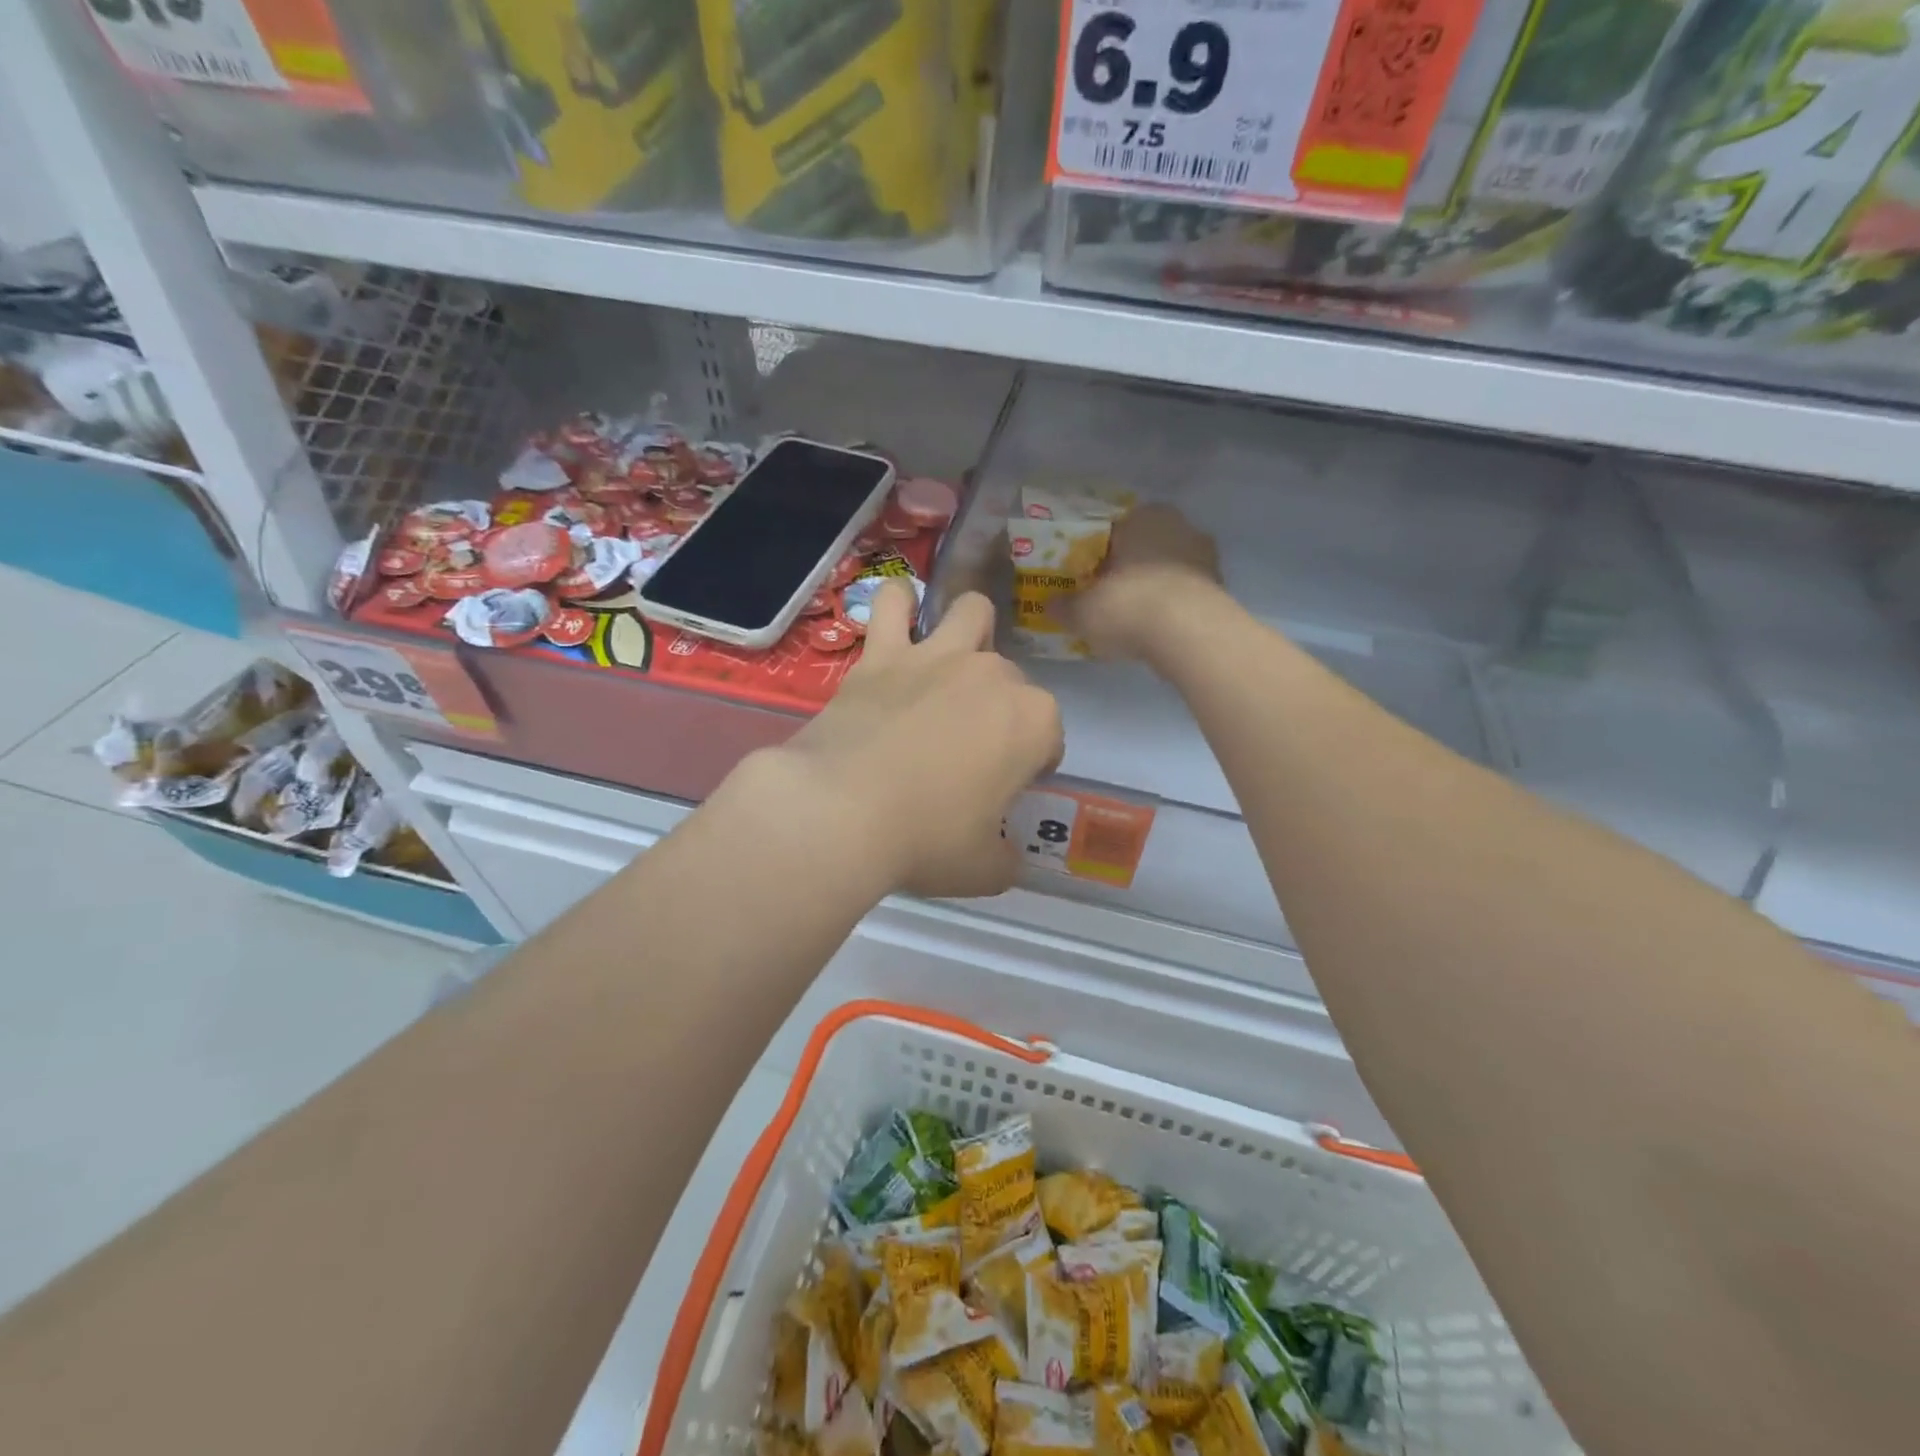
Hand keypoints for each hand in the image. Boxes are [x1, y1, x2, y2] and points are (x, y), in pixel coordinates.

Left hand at [766, 583, 1061, 898]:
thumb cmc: (925, 841)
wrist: (840, 813)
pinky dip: (899, 606)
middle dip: (1001, 707)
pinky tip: (899, 617)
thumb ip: (1005, 857)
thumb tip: (1005, 855)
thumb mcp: (983, 869)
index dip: (1034, 762)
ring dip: (971, 630)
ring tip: (954, 661)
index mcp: (1031, 722)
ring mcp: (936, 656)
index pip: (1049, 736)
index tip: (1009, 788)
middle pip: (1012, 678)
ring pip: (971, 612)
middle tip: (970, 748)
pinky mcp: (882, 655)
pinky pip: (893, 604)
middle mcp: (992, 675)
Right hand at [1068, 504, 1221, 660]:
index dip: (1097, 555)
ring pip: (1168, 569)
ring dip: (1152, 587)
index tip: (1086, 579)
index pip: (1113, 531)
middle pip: (1144, 548)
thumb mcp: (1083, 611)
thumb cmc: (1129, 606)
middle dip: (1127, 569)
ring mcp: (1205, 556)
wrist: (1190, 634)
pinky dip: (1172, 605)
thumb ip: (1064, 607)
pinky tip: (1157, 628)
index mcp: (1142, 517)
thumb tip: (1050, 605)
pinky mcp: (1221, 587)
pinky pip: (1185, 592)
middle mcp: (1178, 526)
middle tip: (1107, 597)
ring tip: (1132, 617)